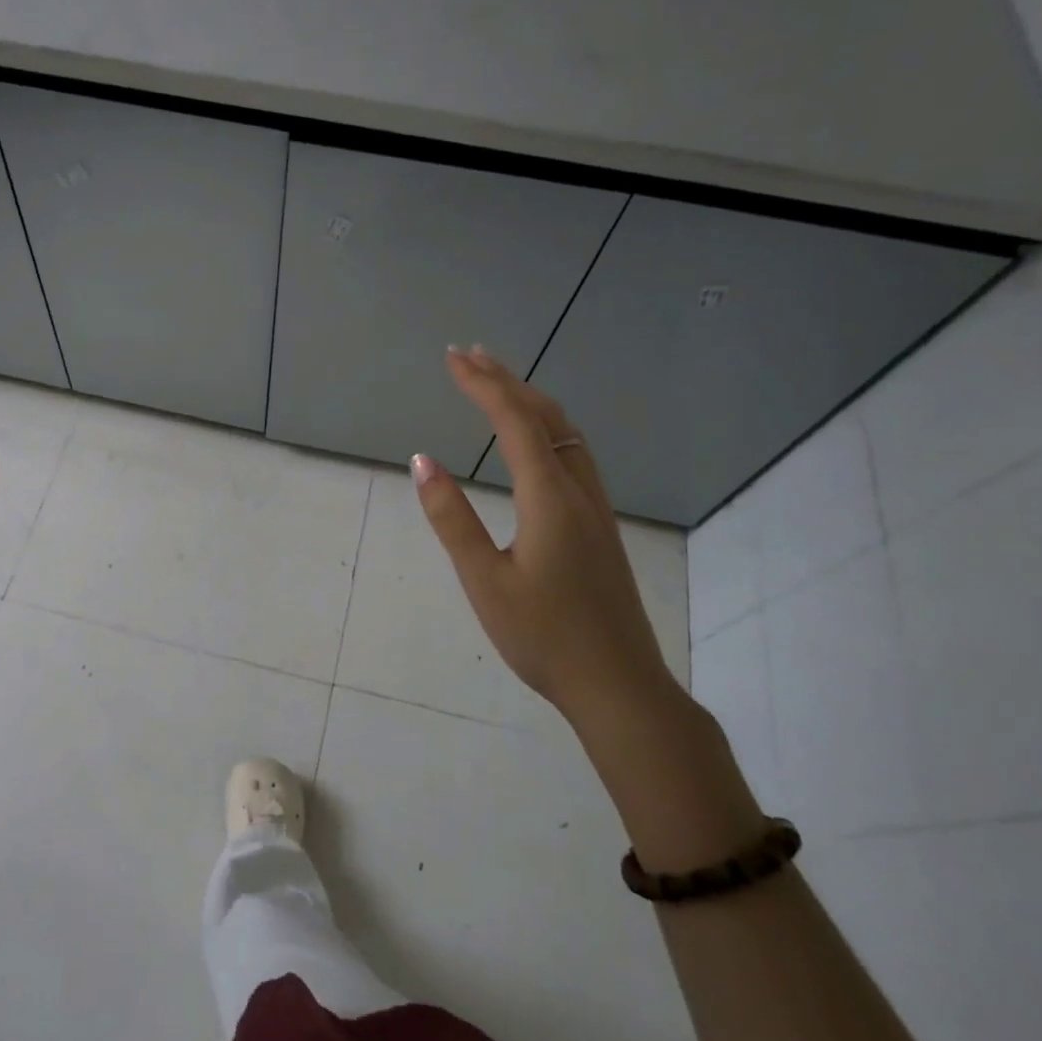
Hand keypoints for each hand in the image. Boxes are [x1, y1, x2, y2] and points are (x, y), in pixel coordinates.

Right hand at [412, 347, 676, 724]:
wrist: (617, 685)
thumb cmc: (543, 637)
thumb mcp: (484, 580)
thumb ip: (452, 518)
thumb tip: (423, 461)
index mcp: (550, 499)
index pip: (515, 422)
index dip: (482, 385)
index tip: (451, 358)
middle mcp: (579, 490)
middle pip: (546, 417)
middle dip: (506, 380)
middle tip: (469, 355)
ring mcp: (596, 507)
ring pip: (566, 433)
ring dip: (530, 400)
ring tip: (498, 384)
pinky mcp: (600, 525)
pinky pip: (574, 454)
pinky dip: (547, 427)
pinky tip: (535, 440)